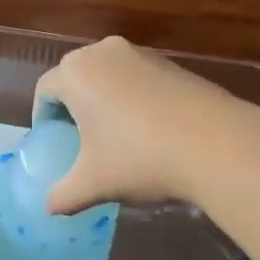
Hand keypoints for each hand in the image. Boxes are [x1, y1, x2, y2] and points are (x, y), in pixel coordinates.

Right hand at [33, 36, 248, 215]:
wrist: (216, 143)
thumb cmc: (139, 158)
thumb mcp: (93, 183)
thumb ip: (63, 195)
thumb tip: (50, 207)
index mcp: (76, 73)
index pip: (45, 90)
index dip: (43, 117)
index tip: (52, 141)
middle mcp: (103, 52)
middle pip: (75, 76)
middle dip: (72, 104)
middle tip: (78, 138)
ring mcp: (141, 53)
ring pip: (108, 74)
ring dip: (104, 98)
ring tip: (114, 134)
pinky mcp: (172, 63)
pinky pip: (137, 77)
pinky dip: (133, 97)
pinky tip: (148, 129)